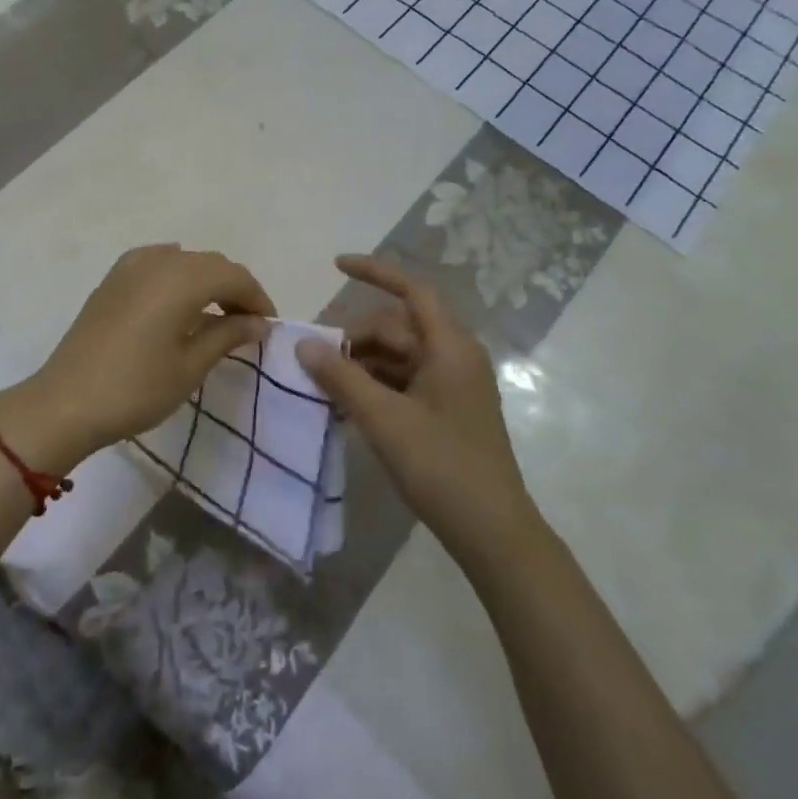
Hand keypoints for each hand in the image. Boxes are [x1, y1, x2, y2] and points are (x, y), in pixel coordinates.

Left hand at [0, 244, 273, 473]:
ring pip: (184, 260)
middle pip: (210, 263)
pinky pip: (156, 263)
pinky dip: (177, 275)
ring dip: (206, 281)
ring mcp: (130, 267)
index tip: (268, 327)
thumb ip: (227, 335)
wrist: (65, 402)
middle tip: (248, 324)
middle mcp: (158, 261)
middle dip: (235, 288)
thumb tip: (257, 322)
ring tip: (216, 314)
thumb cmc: (136, 388)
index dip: (257, 298)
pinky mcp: (112, 279)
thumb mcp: (190, 366)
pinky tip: (179, 297)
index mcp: (182, 279)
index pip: (234, 275)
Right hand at [297, 255, 540, 569]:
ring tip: (324, 386)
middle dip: (356, 337)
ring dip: (362, 364)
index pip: (412, 290)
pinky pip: (404, 381)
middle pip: (397, 327)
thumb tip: (303, 343)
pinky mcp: (446, 410)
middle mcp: (454, 356)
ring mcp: (452, 385)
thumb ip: (341, 377)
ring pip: (398, 356)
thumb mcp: (384, 419)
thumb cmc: (442, 467)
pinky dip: (375, 386)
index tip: (336, 265)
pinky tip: (346, 406)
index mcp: (450, 347)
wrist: (493, 533)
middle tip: (315, 361)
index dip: (375, 271)